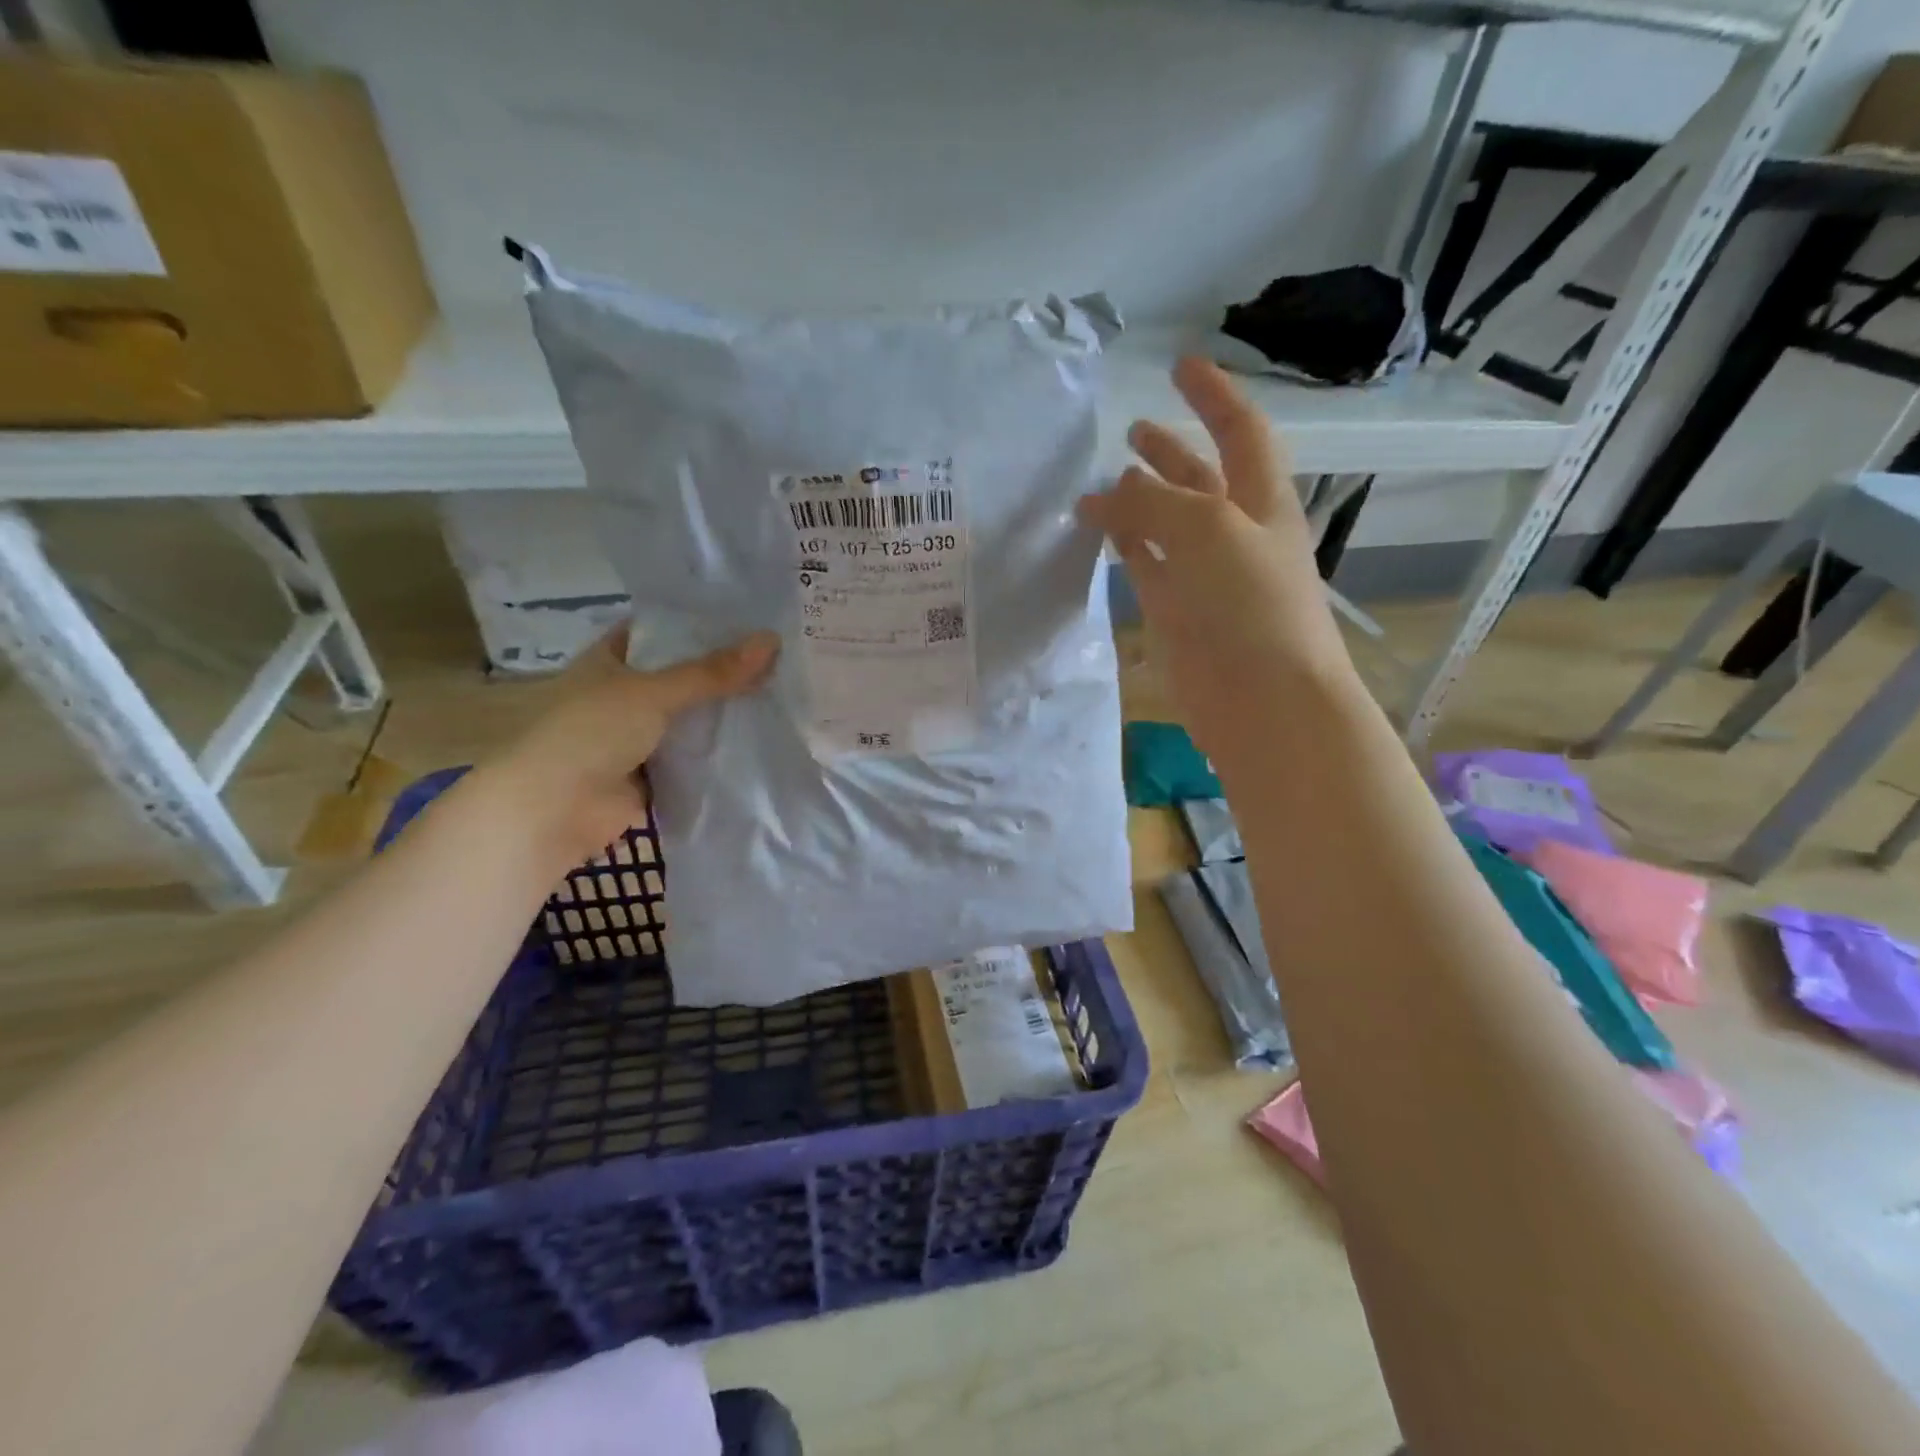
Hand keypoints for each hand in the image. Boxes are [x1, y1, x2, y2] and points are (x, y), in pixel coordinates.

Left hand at [477, 628, 779, 867]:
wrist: (552, 811)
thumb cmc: (590, 733)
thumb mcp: (653, 692)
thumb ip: (712, 672)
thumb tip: (772, 640)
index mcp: (610, 660)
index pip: (661, 630)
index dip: (700, 622)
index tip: (749, 617)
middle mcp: (624, 693)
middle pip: (682, 675)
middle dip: (724, 670)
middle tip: (781, 654)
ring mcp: (638, 735)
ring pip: (690, 717)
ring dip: (725, 712)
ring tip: (783, 691)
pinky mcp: (652, 773)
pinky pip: (693, 755)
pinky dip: (720, 751)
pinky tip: (762, 738)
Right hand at [1078, 357, 1356, 753]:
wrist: (1262, 699)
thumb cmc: (1252, 603)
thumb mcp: (1207, 529)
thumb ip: (1153, 503)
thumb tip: (1105, 493)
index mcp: (1261, 502)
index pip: (1240, 432)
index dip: (1214, 397)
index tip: (1180, 366)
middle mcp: (1233, 533)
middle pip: (1200, 479)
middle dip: (1171, 451)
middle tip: (1133, 429)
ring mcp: (1203, 576)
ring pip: (1166, 525)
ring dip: (1139, 500)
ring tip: (1103, 482)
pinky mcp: (1175, 613)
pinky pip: (1145, 566)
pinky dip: (1124, 544)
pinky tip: (1100, 529)